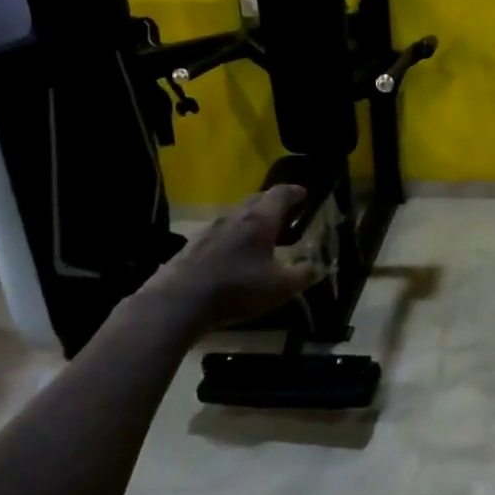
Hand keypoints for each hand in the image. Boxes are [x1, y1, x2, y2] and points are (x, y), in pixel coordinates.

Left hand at [139, 185, 316, 330]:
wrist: (178, 303)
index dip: (294, 192)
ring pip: (236, 216)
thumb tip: (316, 266)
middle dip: (272, 203)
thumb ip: (302, 275)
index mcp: (259, 221)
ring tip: (261, 235)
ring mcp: (209, 229)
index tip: (304, 193)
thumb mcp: (280, 288)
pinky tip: (233, 254)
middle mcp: (234, 217)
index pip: (280, 194)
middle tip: (285, 213)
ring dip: (251, 220)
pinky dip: (233, 235)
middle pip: (256, 200)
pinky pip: (220, 232)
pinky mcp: (191, 245)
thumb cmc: (236, 289)